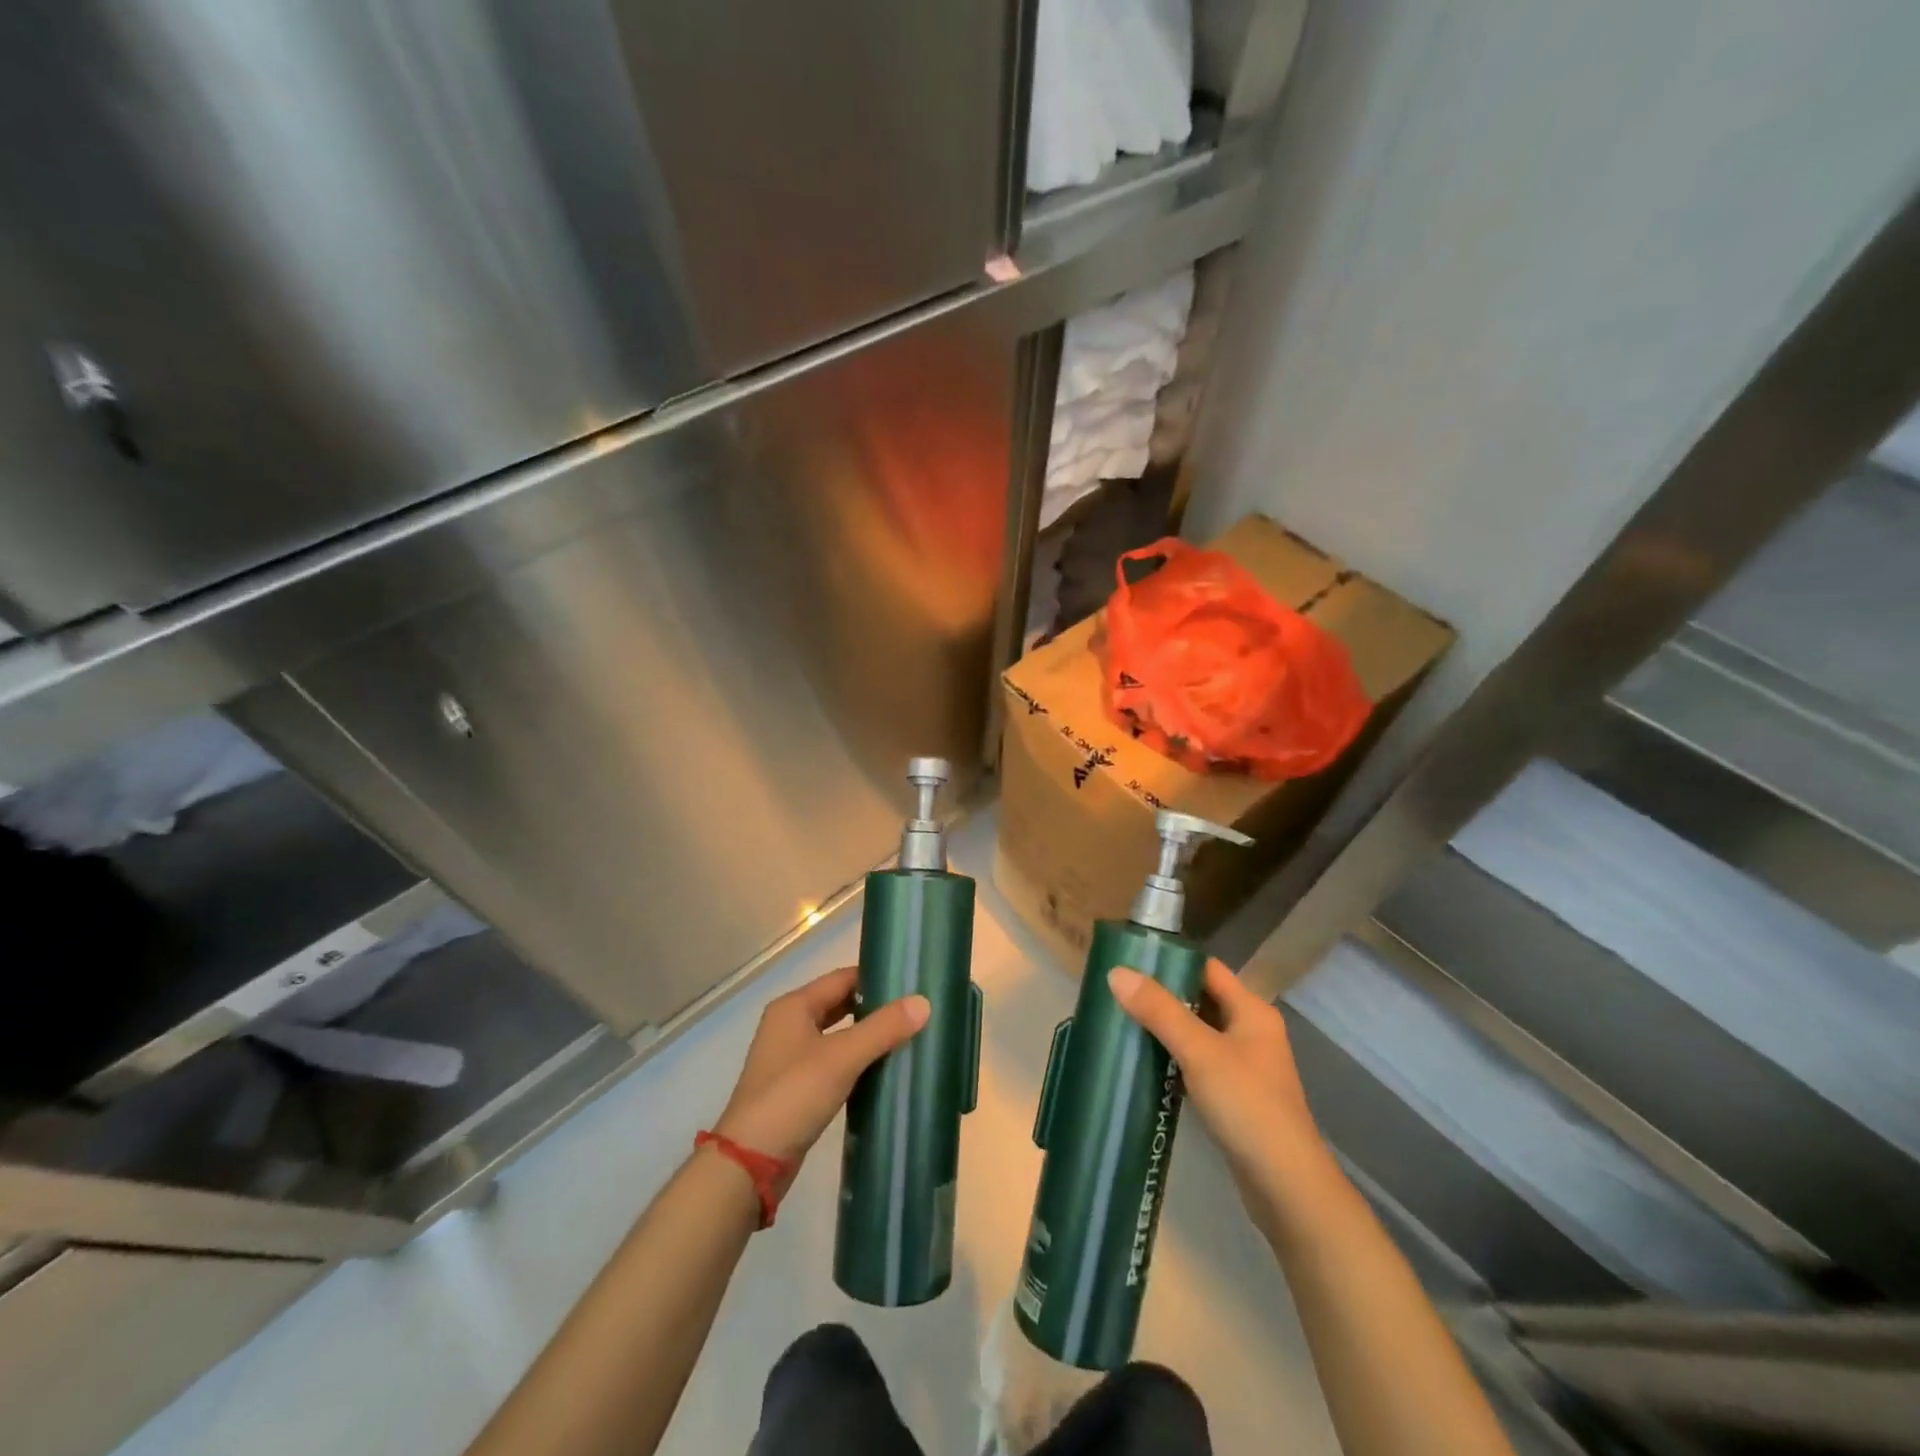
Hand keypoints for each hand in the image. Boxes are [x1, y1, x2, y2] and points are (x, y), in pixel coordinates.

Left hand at [713, 966, 928, 1193]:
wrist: (750, 1162)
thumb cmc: (793, 1095)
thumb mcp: (842, 1057)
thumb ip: (882, 1028)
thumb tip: (923, 1002)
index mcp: (794, 1006)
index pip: (842, 978)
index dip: (875, 978)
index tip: (911, 983)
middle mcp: (789, 1025)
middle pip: (839, 1004)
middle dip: (874, 1008)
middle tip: (914, 1010)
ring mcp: (790, 1058)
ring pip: (837, 1035)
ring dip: (866, 1036)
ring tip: (906, 1037)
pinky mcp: (796, 1088)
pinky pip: (833, 1062)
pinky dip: (856, 1061)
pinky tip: (882, 1070)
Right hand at [1108, 959, 1341, 1236]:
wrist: (1288, 1188)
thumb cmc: (1248, 1107)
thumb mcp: (1200, 1052)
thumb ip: (1159, 1011)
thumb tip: (1117, 972)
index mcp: (1252, 1011)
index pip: (1207, 969)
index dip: (1171, 962)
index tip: (1130, 962)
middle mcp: (1251, 1031)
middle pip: (1201, 999)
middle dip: (1162, 996)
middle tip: (1117, 993)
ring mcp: (1245, 1066)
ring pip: (1198, 1034)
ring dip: (1165, 1029)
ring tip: (1122, 1023)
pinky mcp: (1235, 1097)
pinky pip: (1198, 1063)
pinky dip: (1174, 1059)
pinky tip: (1145, 1064)